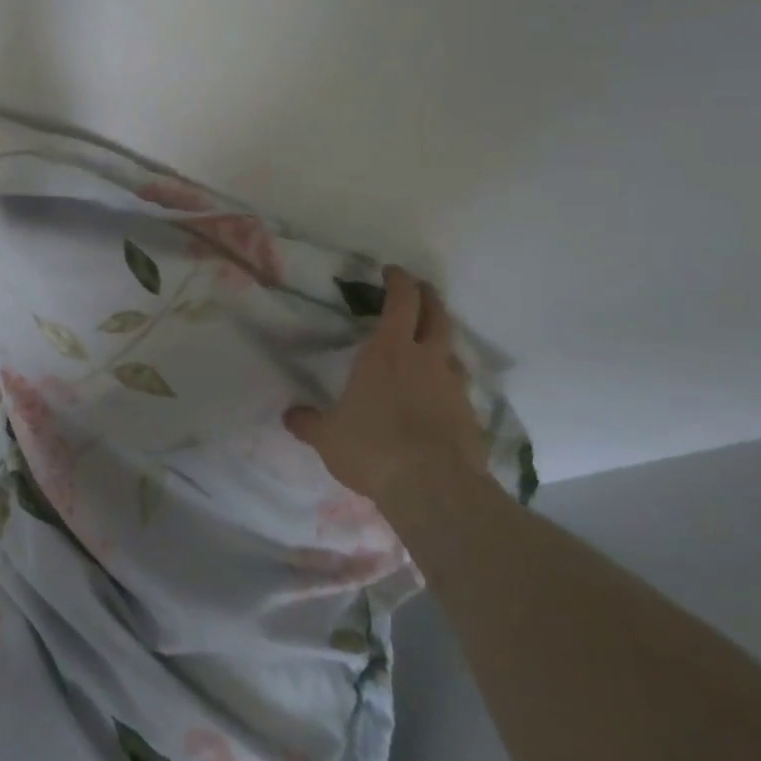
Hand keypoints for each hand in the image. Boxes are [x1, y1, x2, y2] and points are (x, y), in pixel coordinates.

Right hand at [284, 267, 487, 511]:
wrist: (434, 489)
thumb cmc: (372, 448)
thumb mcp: (327, 436)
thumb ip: (309, 422)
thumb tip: (290, 415)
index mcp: (387, 352)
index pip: (401, 301)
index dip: (399, 281)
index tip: (392, 272)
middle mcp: (424, 359)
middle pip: (436, 315)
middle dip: (427, 297)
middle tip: (419, 290)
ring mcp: (453, 386)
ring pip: (451, 349)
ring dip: (440, 339)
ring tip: (427, 345)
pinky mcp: (470, 415)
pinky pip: (458, 387)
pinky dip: (447, 381)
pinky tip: (437, 396)